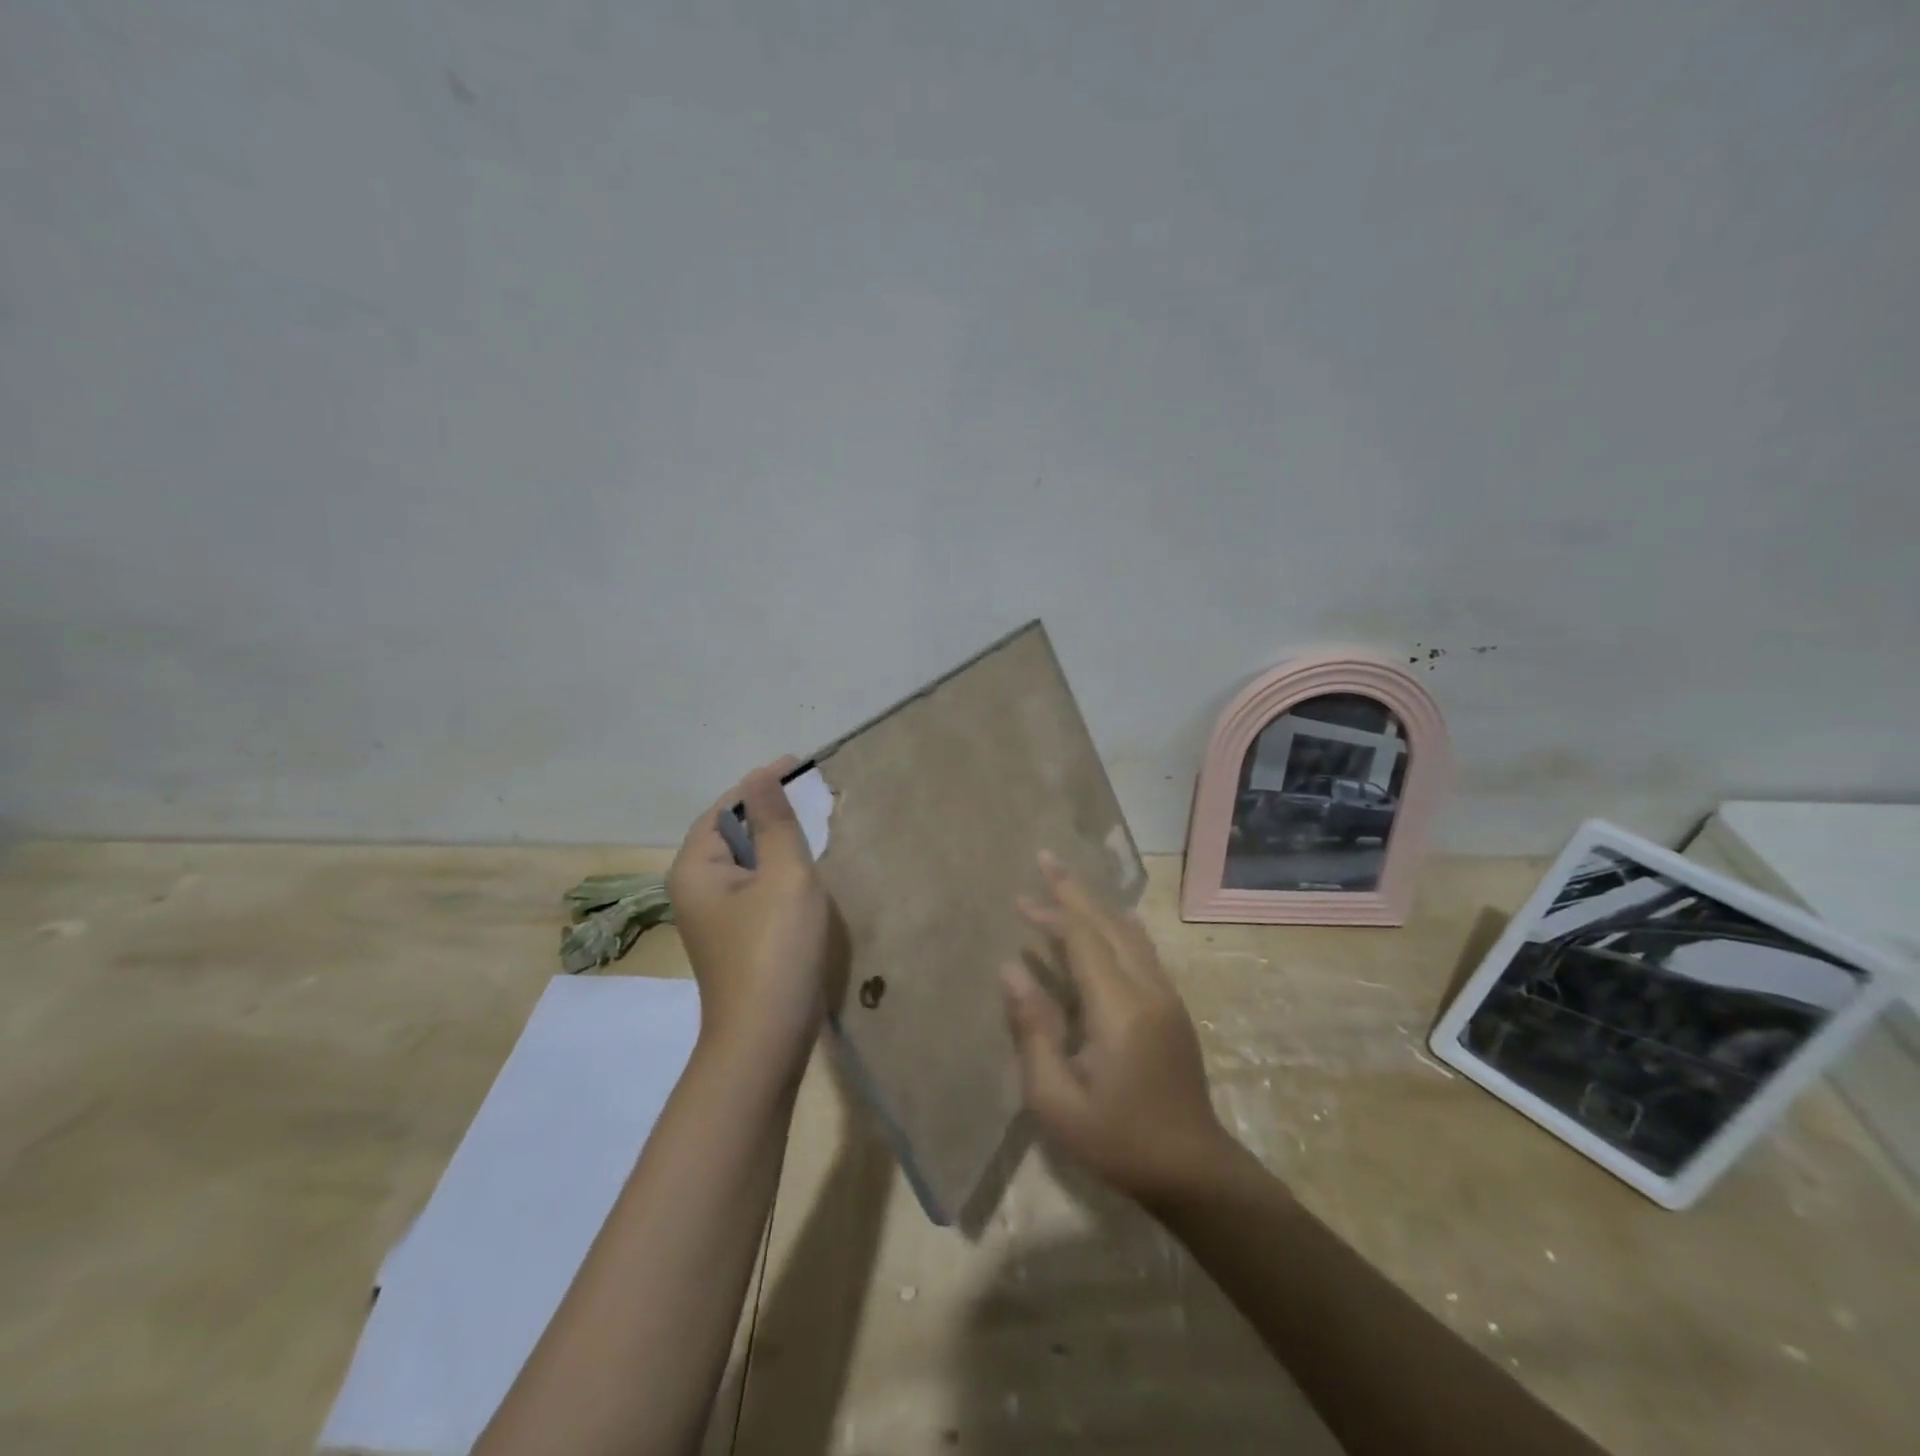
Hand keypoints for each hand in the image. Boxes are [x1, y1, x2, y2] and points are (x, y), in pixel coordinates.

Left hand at [668, 757, 835, 1073]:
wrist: (765, 1041)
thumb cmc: (775, 950)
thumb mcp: (784, 876)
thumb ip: (775, 822)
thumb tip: (761, 773)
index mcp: (696, 868)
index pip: (726, 808)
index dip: (761, 784)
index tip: (799, 766)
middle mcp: (694, 889)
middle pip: (731, 834)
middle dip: (769, 812)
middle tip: (811, 796)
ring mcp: (713, 918)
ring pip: (746, 863)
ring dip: (776, 844)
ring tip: (813, 828)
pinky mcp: (734, 938)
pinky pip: (754, 889)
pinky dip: (777, 873)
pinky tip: (805, 876)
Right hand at [1001, 853, 1231, 1202]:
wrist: (1193, 1170)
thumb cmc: (1117, 1140)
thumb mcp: (1057, 1100)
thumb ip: (1033, 1030)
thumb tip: (1010, 970)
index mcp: (1119, 1008)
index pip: (1082, 941)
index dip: (1050, 915)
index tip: (1019, 901)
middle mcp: (1148, 989)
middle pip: (1109, 923)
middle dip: (1073, 890)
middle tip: (1045, 857)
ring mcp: (1166, 996)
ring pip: (1129, 933)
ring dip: (1096, 905)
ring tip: (1068, 883)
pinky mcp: (1173, 1007)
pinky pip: (1143, 950)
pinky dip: (1119, 926)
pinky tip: (1115, 919)